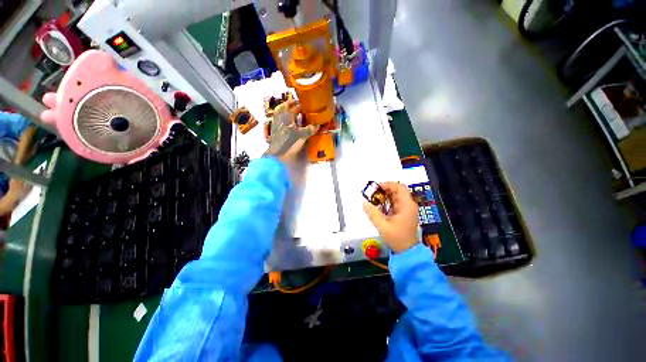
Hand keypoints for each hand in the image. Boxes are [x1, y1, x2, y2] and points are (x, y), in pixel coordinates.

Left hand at [264, 100, 318, 165]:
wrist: (278, 153)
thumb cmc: (290, 142)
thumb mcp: (302, 136)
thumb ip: (310, 129)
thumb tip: (317, 124)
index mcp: (287, 116)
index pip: (294, 107)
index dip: (300, 105)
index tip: (305, 105)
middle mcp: (280, 117)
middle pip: (284, 106)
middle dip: (291, 104)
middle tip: (298, 105)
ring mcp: (275, 123)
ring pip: (279, 112)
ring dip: (285, 109)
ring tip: (291, 111)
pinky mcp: (273, 129)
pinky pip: (277, 118)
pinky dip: (282, 117)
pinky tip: (286, 121)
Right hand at [363, 182, 418, 252]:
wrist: (407, 251)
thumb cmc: (397, 238)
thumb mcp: (382, 226)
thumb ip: (372, 213)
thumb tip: (364, 203)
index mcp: (407, 205)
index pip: (399, 187)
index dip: (387, 185)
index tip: (376, 187)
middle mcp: (409, 205)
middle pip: (397, 191)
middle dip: (384, 190)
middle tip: (373, 193)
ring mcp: (407, 209)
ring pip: (396, 196)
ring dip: (385, 196)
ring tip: (374, 199)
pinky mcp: (404, 213)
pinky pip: (395, 202)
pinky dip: (387, 202)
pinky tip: (380, 206)